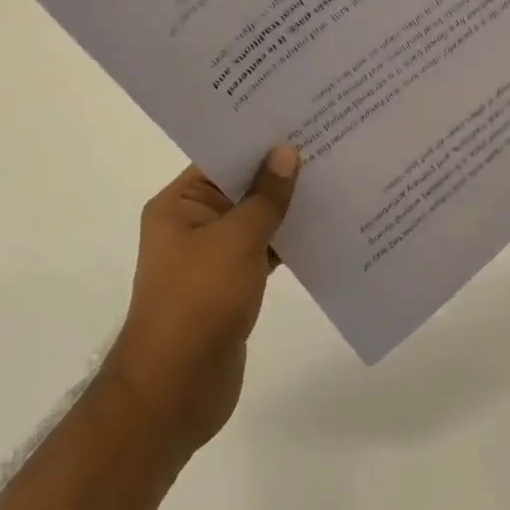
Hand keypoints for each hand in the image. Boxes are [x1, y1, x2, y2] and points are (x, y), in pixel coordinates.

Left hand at [106, 146, 300, 457]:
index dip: (259, 138)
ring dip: (288, 205)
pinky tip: (327, 226)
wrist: (175, 393)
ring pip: (256, 218)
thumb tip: (287, 152)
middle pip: (241, 185)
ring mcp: (212, 256)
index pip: (222, 157)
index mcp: (179, 204)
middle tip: (328, 139)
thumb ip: (266, 196)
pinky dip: (289, 240)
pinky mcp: (232, 285)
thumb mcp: (236, 240)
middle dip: (280, 169)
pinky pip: (265, 249)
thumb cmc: (198, 303)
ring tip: (335, 174)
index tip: (299, 116)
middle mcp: (193, 224)